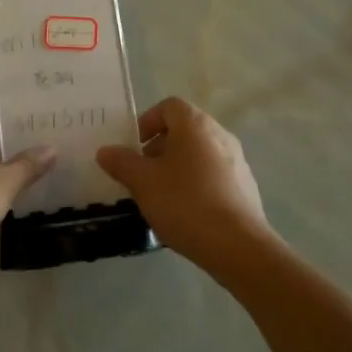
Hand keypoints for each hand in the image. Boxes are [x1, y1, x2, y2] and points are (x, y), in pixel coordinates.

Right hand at [96, 97, 272, 267]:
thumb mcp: (142, 182)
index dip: (147, 121)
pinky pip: (214, 176)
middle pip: (184, 130)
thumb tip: (106, 151)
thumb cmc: (184, 203)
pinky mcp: (245, 187)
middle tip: (142, 173)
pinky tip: (186, 212)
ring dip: (177, 167)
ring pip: (199, 154)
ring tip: (161, 196)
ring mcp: (238, 161)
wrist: (237, 245)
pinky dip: (196, 184)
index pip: (169, 106)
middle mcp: (220, 135)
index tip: (134, 147)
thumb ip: (121, 162)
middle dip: (159, 148)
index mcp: (195, 125)